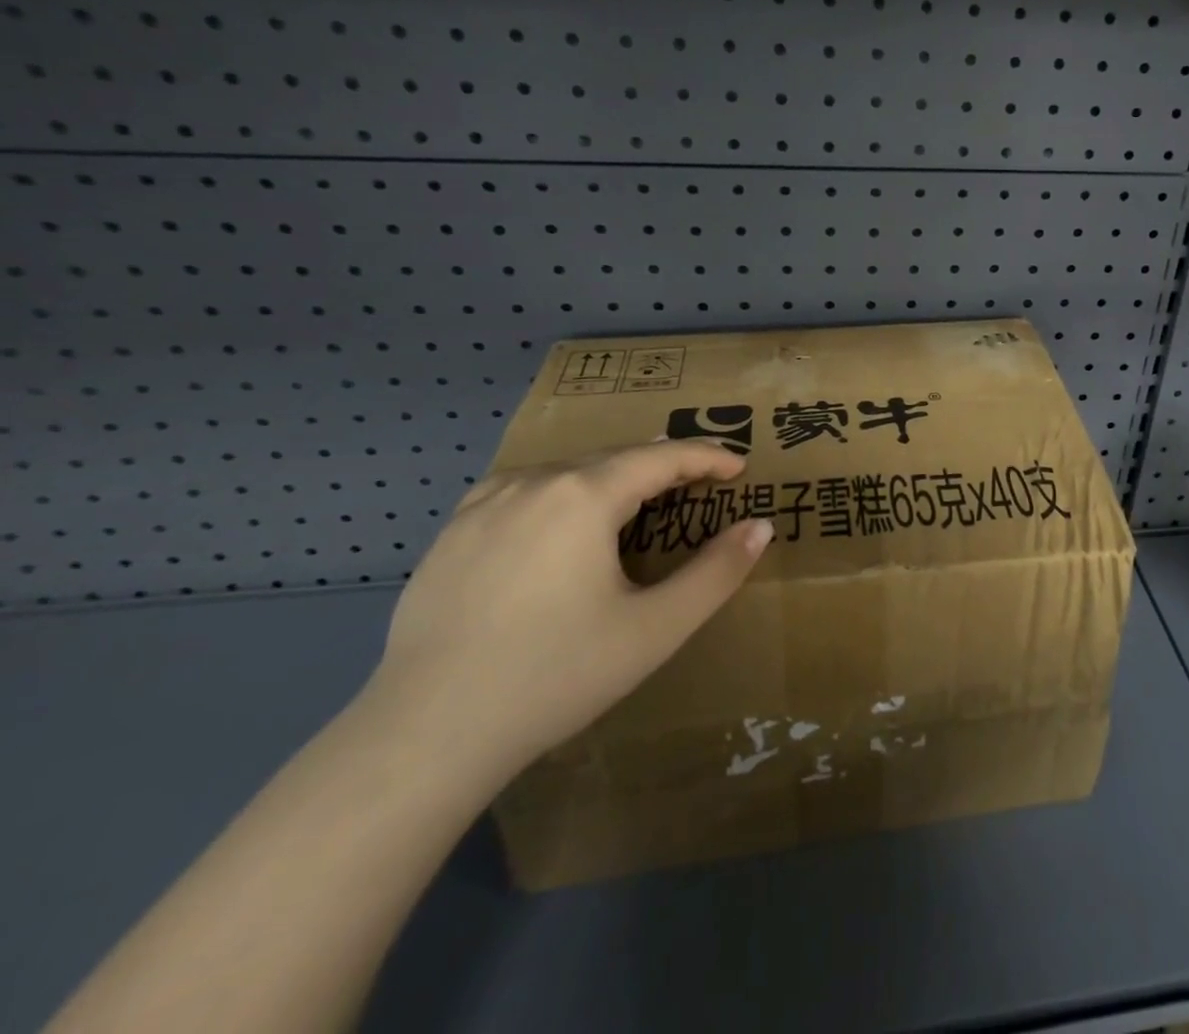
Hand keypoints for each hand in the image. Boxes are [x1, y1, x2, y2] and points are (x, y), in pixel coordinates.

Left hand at [364, 442, 774, 786]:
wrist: (424, 736)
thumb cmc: (555, 676)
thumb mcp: (655, 629)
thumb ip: (716, 573)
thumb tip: (759, 527)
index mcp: (584, 495)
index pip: (662, 457)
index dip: (707, 457)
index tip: (739, 466)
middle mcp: (534, 482)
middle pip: (615, 457)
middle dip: (663, 465)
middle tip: (699, 483)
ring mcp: (484, 504)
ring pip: (567, 471)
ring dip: (612, 476)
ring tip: (637, 499)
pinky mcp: (451, 533)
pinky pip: (522, 490)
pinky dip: (562, 492)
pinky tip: (560, 521)